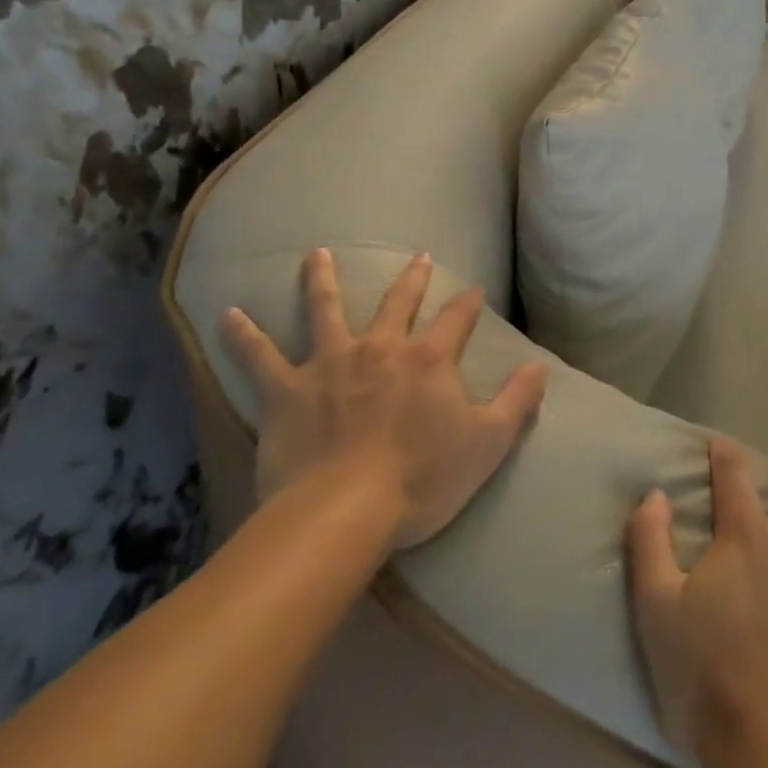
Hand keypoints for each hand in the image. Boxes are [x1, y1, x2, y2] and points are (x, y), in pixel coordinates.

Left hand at [221, 248, 548, 547]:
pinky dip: (243, 335)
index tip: (474, 290)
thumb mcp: (488, 443)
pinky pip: (259, 357)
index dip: (468, 302)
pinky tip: (227, 315)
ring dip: (321, 280)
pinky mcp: (286, 390)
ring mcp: (330, 363)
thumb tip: (540, 366)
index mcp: (429, 358)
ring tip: (316, 254)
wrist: (342, 513)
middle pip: (397, 301)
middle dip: (411, 278)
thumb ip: (518, 400)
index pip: (457, 317)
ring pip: (325, 309)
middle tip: (418, 256)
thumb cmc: (421, 480)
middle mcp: (381, 347)